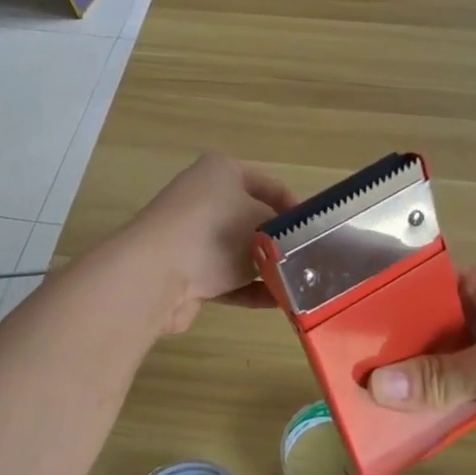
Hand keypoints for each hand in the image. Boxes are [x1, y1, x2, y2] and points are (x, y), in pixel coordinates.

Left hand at [124, 153, 294, 334]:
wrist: (156, 274)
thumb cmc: (216, 233)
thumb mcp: (263, 222)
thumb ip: (284, 230)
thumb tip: (294, 243)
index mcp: (220, 171)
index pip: (269, 185)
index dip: (296, 207)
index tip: (319, 232)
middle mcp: (203, 199)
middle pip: (252, 219)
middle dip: (280, 242)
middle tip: (311, 261)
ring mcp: (192, 237)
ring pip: (239, 252)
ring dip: (266, 269)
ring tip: (299, 286)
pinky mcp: (186, 271)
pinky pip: (226, 279)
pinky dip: (250, 289)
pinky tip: (279, 303)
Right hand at [367, 268, 475, 474]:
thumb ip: (435, 376)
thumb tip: (374, 387)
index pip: (429, 283)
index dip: (391, 298)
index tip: (349, 316)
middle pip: (426, 325)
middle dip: (392, 344)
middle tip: (346, 360)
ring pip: (434, 361)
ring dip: (405, 377)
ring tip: (359, 389)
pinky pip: (446, 390)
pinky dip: (424, 401)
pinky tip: (392, 414)